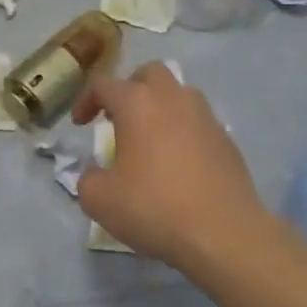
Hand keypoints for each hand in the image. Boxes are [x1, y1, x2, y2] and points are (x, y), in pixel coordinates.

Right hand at [71, 61, 270, 271]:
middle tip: (118, 118)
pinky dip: (183, 130)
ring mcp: (205, 117)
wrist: (223, 233)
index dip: (86, 101)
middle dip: (130, 89)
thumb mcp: (100, 200)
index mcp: (138, 104)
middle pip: (150, 73)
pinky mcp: (227, 139)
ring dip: (160, 106)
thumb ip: (88, 178)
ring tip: (150, 138)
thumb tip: (97, 172)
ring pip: (180, 93)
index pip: (104, 84)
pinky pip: (198, 121)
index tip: (80, 125)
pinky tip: (178, 162)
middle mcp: (173, 99)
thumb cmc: (154, 208)